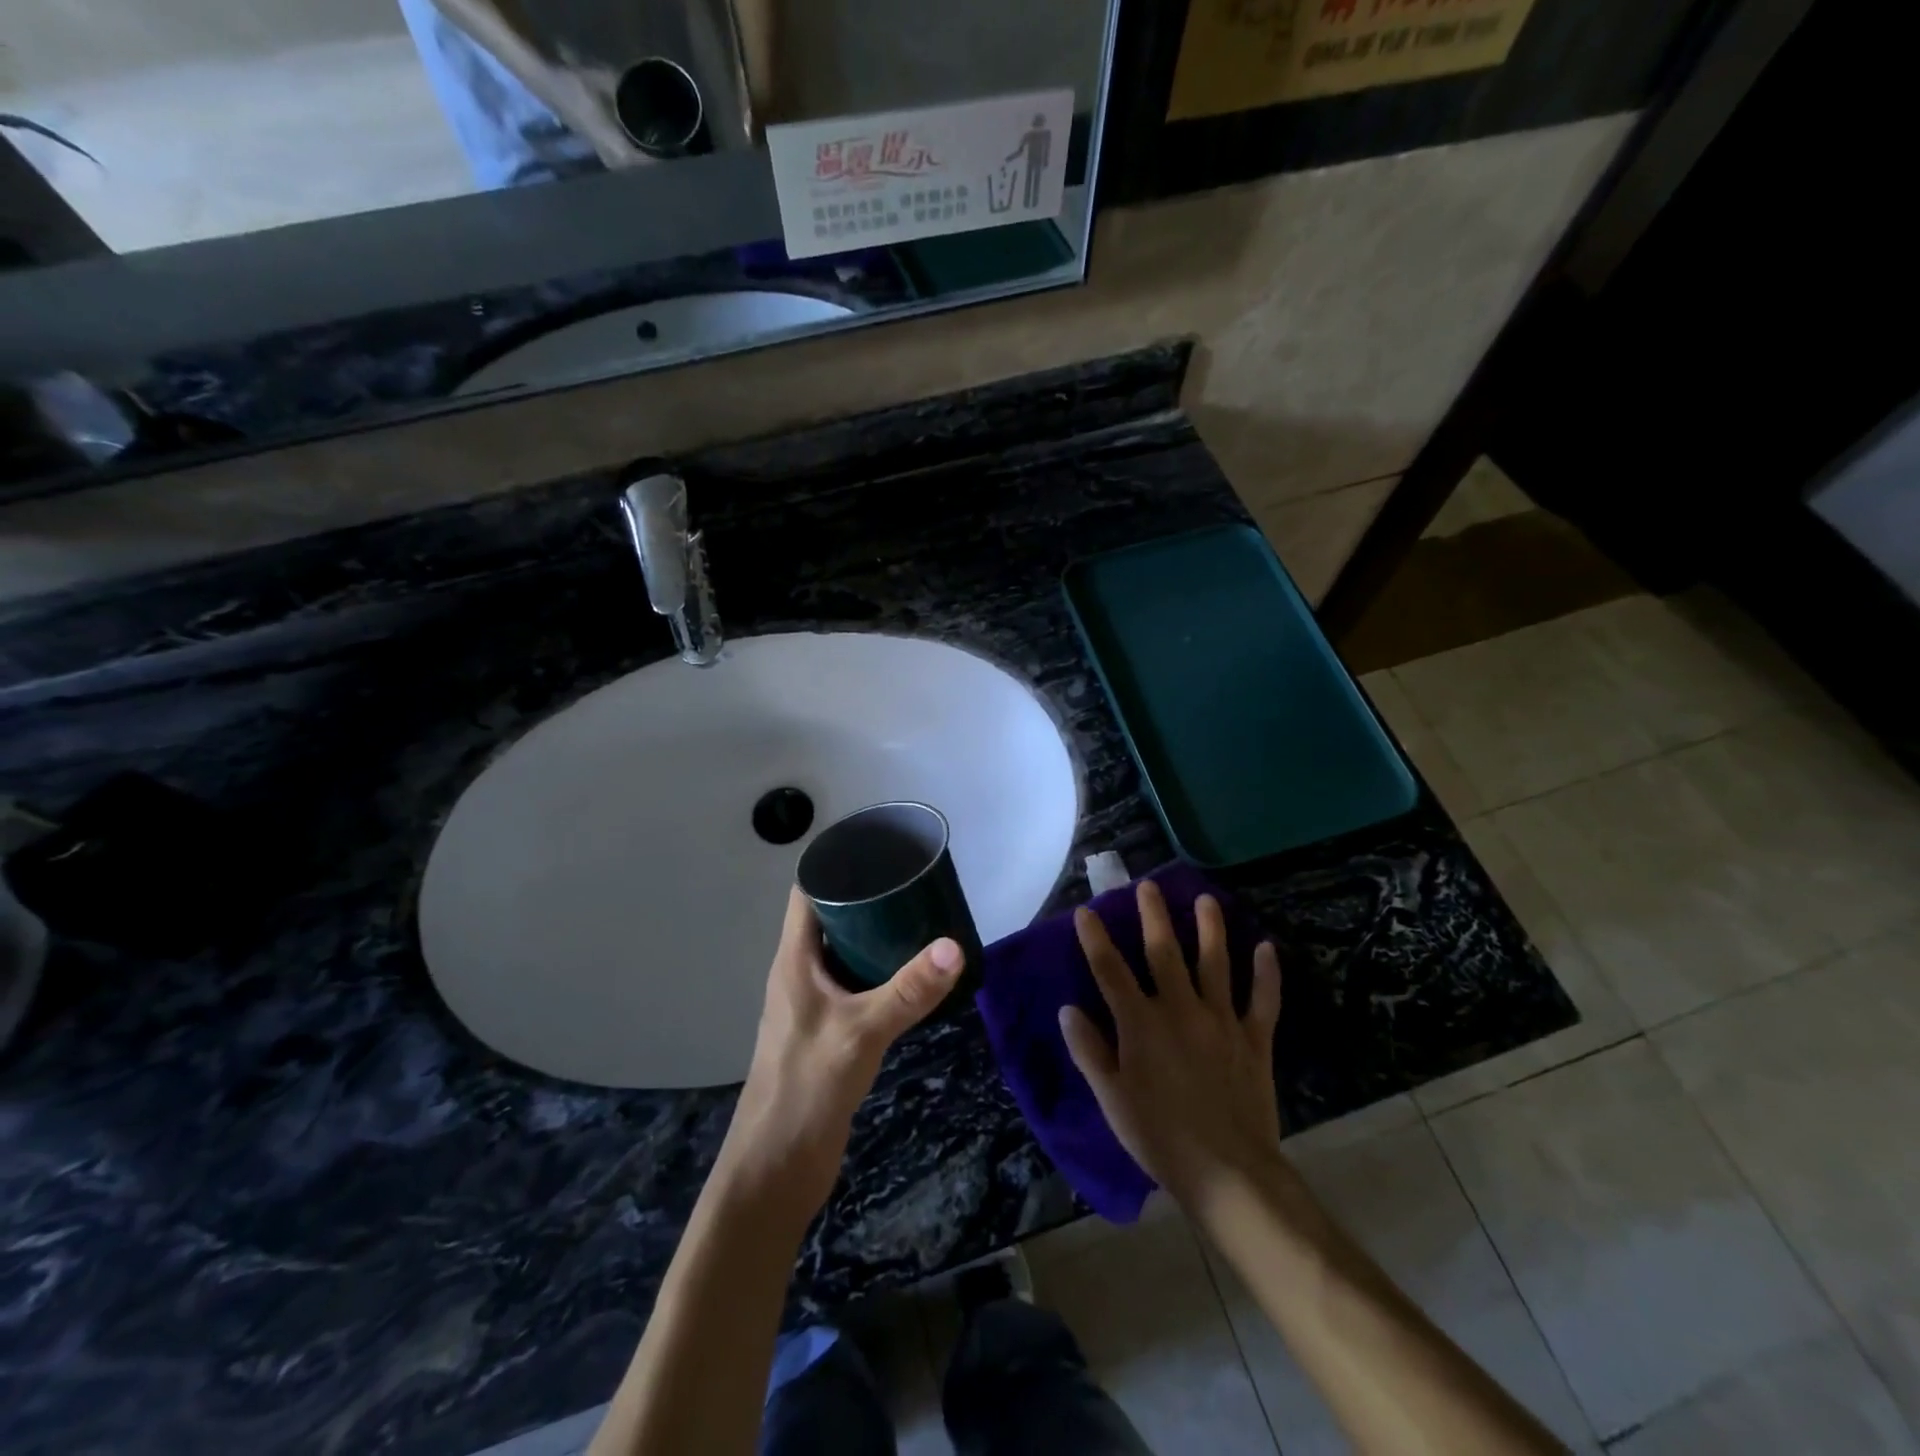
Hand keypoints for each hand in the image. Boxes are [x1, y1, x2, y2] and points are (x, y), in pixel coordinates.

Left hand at [714, 888, 965, 1225]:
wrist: (776, 1168)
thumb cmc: (806, 1088)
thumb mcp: (862, 1032)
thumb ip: (908, 991)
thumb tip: (955, 946)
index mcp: (794, 960)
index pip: (807, 892)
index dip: (836, 864)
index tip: (879, 849)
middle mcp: (800, 973)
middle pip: (829, 918)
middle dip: (867, 897)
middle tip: (914, 883)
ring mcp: (812, 1003)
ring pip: (844, 953)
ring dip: (875, 936)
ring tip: (920, 919)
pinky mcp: (827, 1031)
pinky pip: (854, 984)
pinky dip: (879, 971)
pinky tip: (911, 976)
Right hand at [1059, 880, 1284, 1213]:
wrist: (1228, 1173)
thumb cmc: (1159, 1137)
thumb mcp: (1111, 1098)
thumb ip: (1089, 1051)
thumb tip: (1068, 1009)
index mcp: (1140, 1024)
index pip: (1110, 971)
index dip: (1096, 939)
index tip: (1087, 911)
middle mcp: (1180, 1010)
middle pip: (1164, 953)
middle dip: (1154, 917)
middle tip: (1148, 886)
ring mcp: (1221, 1021)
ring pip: (1215, 964)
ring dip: (1210, 929)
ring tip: (1206, 900)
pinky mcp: (1254, 1039)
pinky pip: (1262, 1000)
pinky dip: (1266, 974)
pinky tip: (1267, 948)